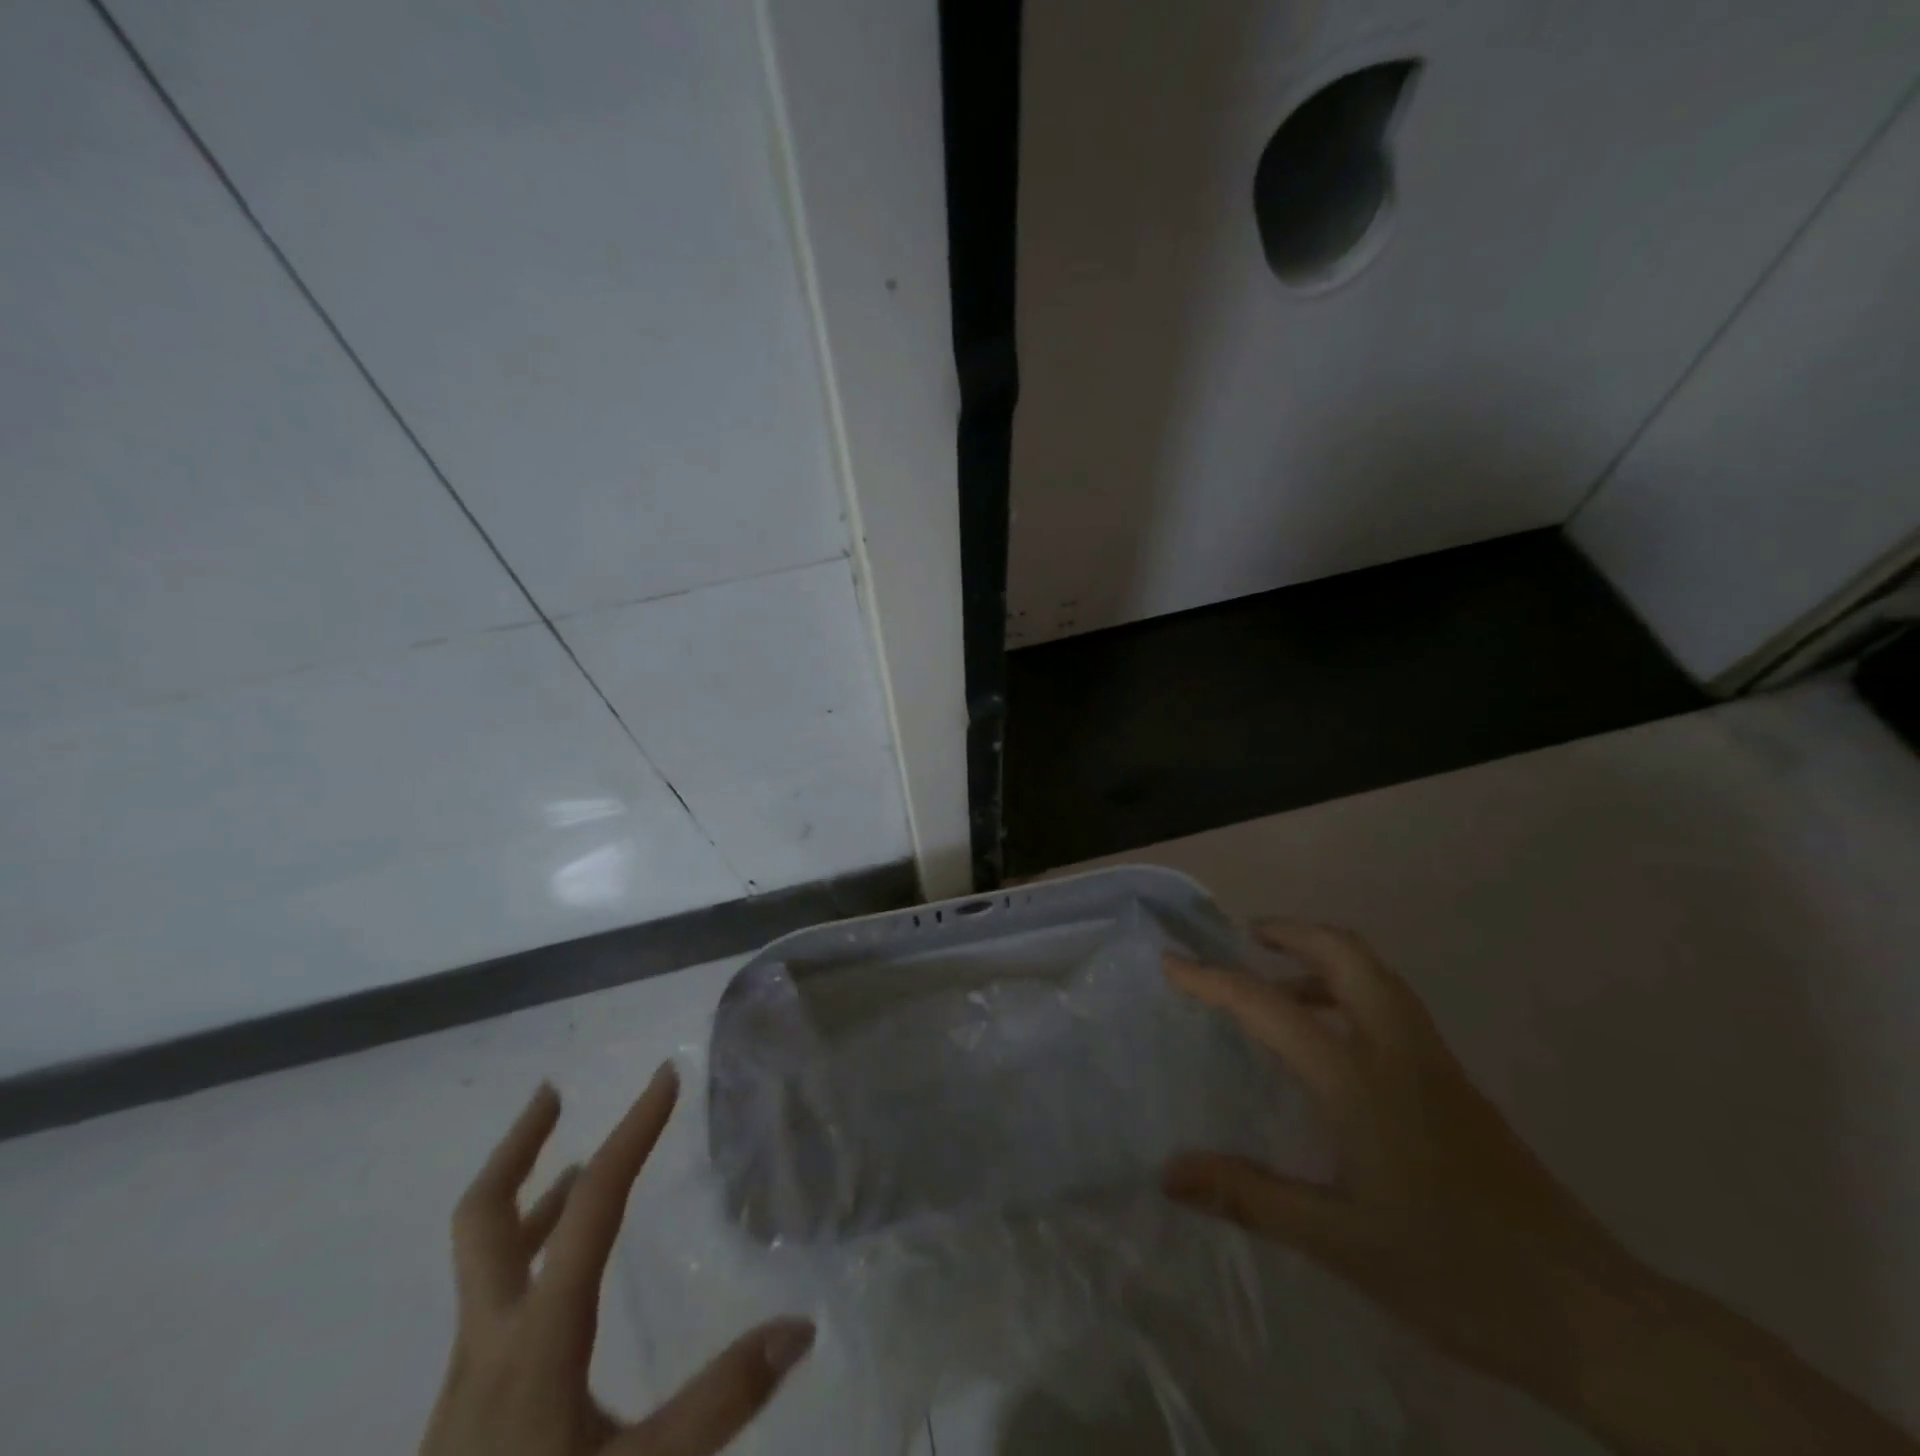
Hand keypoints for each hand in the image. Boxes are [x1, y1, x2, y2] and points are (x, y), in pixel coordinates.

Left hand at [420, 1064, 813, 1455]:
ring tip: (573, 1164)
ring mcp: (468, 1381)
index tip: (665, 1079)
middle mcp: (489, 1344)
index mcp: (536, 1342)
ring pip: (483, 1262)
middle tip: (553, 1093)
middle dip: (518, 1147)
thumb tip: (799, 1325)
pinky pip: (493, 1302)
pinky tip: (561, 1284)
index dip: (632, 1135)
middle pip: (481, 1219)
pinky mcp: (467, 1413)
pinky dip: (527, 1256)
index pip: (591, 1208)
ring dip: (527, 1199)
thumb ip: (722, 1402)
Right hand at [1164, 920, 1919, 1455]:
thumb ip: (1250, 1197)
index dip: (1214, 980)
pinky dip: (1350, 991)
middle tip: (1247, 940)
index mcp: (1361, 1081)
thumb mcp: (1340, 1243)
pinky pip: (1393, 1006)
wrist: (1594, 1318)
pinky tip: (1331, 1045)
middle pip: (1348, 954)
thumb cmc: (1455, 1273)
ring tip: (1278, 983)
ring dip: (1323, 958)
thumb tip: (1169, 1174)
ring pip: (1377, 975)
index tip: (1172, 962)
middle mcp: (1400, 1052)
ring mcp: (1436, 1064)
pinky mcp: (1458, 1085)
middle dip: (1292, 933)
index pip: (1271, 1007)